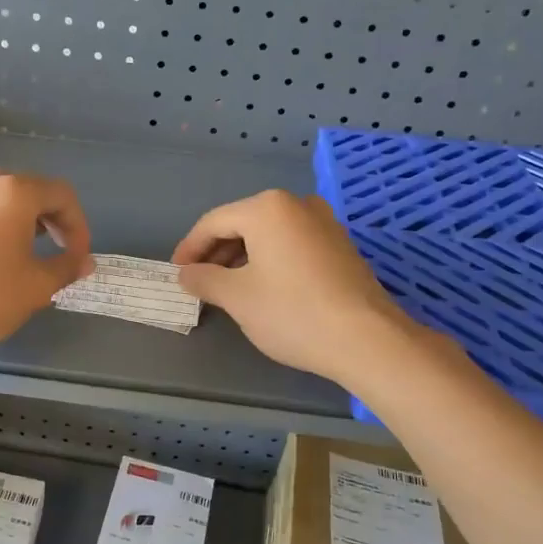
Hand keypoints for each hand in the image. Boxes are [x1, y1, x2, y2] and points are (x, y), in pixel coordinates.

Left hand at [0, 170, 92, 359]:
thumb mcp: (37, 287)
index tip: (78, 257)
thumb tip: (84, 261)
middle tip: (57, 248)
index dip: (78, 225)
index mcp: (13, 194)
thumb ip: (66, 268)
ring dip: (15, 221)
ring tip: (21, 252)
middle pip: (26, 190)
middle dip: (48, 218)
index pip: (61, 195)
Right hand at [172, 190, 422, 384]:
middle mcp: (297, 204)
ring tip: (227, 288)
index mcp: (267, 208)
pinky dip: (270, 260)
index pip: (214, 222)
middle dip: (217, 253)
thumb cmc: (292, 312)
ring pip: (269, 234)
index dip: (190, 248)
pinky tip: (263, 287)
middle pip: (243, 223)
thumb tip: (186, 274)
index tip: (177, 273)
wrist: (365, 339)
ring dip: (242, 257)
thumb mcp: (237, 297)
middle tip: (199, 282)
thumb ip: (204, 279)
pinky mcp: (340, 245)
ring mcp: (324, 222)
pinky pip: (292, 244)